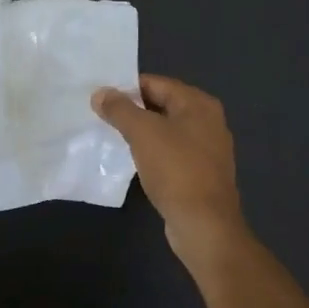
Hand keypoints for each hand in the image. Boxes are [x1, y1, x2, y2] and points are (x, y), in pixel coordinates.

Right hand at [92, 75, 254, 272]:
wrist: (204, 224)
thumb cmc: (175, 169)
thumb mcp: (142, 132)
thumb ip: (119, 109)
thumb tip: (100, 93)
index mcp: (198, 104)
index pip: (156, 83)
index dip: (127, 88)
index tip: (101, 97)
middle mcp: (208, 120)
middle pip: (162, 104)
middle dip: (133, 109)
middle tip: (102, 116)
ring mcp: (208, 148)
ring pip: (166, 130)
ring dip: (142, 132)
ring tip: (113, 136)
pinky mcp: (202, 172)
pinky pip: (172, 152)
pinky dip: (153, 151)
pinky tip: (134, 159)